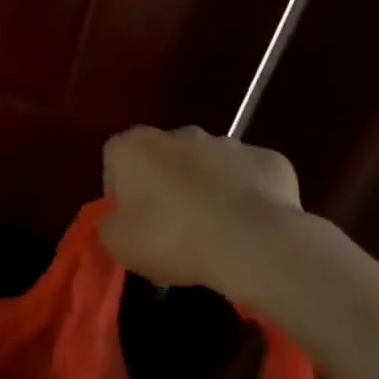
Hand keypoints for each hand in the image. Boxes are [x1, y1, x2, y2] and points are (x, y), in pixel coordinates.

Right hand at [99, 125, 301, 298]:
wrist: (253, 244)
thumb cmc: (171, 238)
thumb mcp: (117, 243)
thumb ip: (110, 223)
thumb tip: (120, 219)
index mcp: (134, 146)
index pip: (115, 159)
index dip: (119, 191)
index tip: (130, 220)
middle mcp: (179, 134)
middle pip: (163, 158)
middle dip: (164, 185)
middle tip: (170, 227)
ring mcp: (228, 143)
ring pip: (208, 165)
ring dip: (206, 189)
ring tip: (213, 232)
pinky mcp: (269, 159)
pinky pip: (248, 178)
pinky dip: (246, 197)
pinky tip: (248, 228)